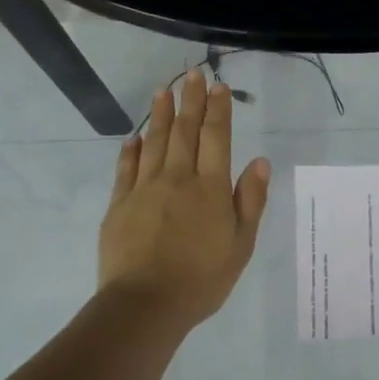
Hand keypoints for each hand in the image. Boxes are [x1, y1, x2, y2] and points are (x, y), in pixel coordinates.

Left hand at [99, 69, 269, 330]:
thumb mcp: (241, 245)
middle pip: (183, 132)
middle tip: (191, 74)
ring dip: (159, 115)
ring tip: (162, 91)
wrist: (146, 305)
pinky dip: (131, 150)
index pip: (215, 138)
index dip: (218, 110)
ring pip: (153, 143)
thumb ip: (250, 201)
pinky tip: (133, 137)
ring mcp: (144, 190)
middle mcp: (177, 179)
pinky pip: (126, 169)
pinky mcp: (119, 205)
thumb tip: (259, 162)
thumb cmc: (202, 279)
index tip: (218, 86)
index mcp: (210, 188)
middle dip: (189, 101)